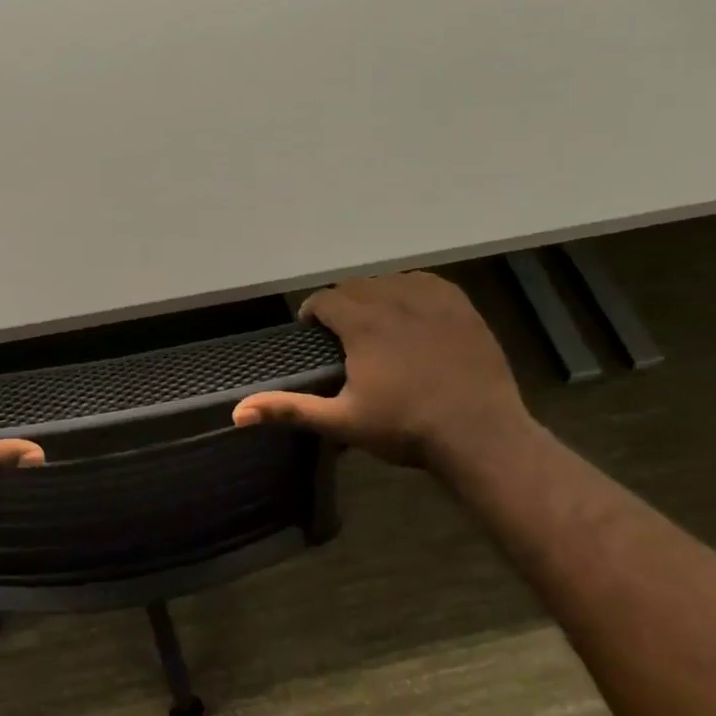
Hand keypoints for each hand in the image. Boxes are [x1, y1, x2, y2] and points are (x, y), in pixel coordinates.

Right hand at [232, 272, 533, 477]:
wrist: (479, 434)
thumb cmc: (404, 428)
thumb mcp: (341, 422)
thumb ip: (289, 408)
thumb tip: (237, 413)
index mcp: (362, 324)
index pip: (324, 300)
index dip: (313, 313)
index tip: (312, 333)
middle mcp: (394, 300)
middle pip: (355, 286)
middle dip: (341, 303)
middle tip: (342, 334)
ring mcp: (431, 300)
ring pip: (389, 281)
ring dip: (374, 295)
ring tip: (375, 323)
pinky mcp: (460, 307)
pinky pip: (425, 282)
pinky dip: (410, 291)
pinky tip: (411, 312)